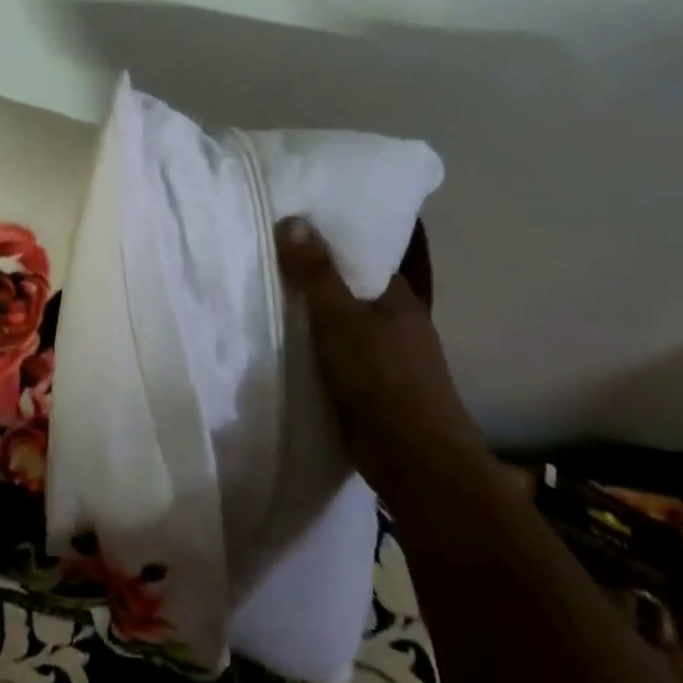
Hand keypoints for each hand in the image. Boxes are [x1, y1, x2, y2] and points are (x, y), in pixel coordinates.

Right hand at [275, 216, 482, 497]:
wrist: (416, 463)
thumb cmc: (383, 380)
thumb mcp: (341, 320)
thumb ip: (316, 274)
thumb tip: (293, 219)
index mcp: (398, 295)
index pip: (363, 253)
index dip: (330, 237)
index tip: (292, 223)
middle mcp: (396, 319)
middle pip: (349, 286)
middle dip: (316, 274)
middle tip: (267, 253)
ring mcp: (387, 354)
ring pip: (343, 321)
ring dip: (313, 312)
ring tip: (266, 291)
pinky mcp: (373, 385)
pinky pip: (337, 351)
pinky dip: (315, 344)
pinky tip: (284, 341)